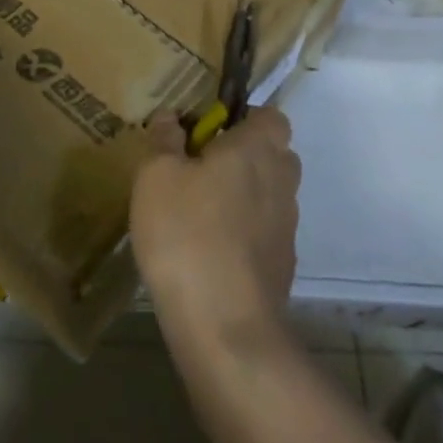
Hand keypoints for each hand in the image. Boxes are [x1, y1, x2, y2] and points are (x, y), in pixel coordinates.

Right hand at [131, 108, 300, 350]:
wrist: (225, 327)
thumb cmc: (187, 234)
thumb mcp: (156, 175)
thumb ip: (164, 139)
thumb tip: (171, 117)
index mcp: (257, 148)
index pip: (271, 116)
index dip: (244, 118)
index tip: (209, 132)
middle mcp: (281, 180)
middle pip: (273, 154)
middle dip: (243, 156)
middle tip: (199, 168)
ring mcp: (286, 227)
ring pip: (268, 195)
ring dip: (242, 196)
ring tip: (197, 214)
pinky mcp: (282, 266)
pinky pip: (264, 233)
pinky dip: (243, 234)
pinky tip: (208, 252)